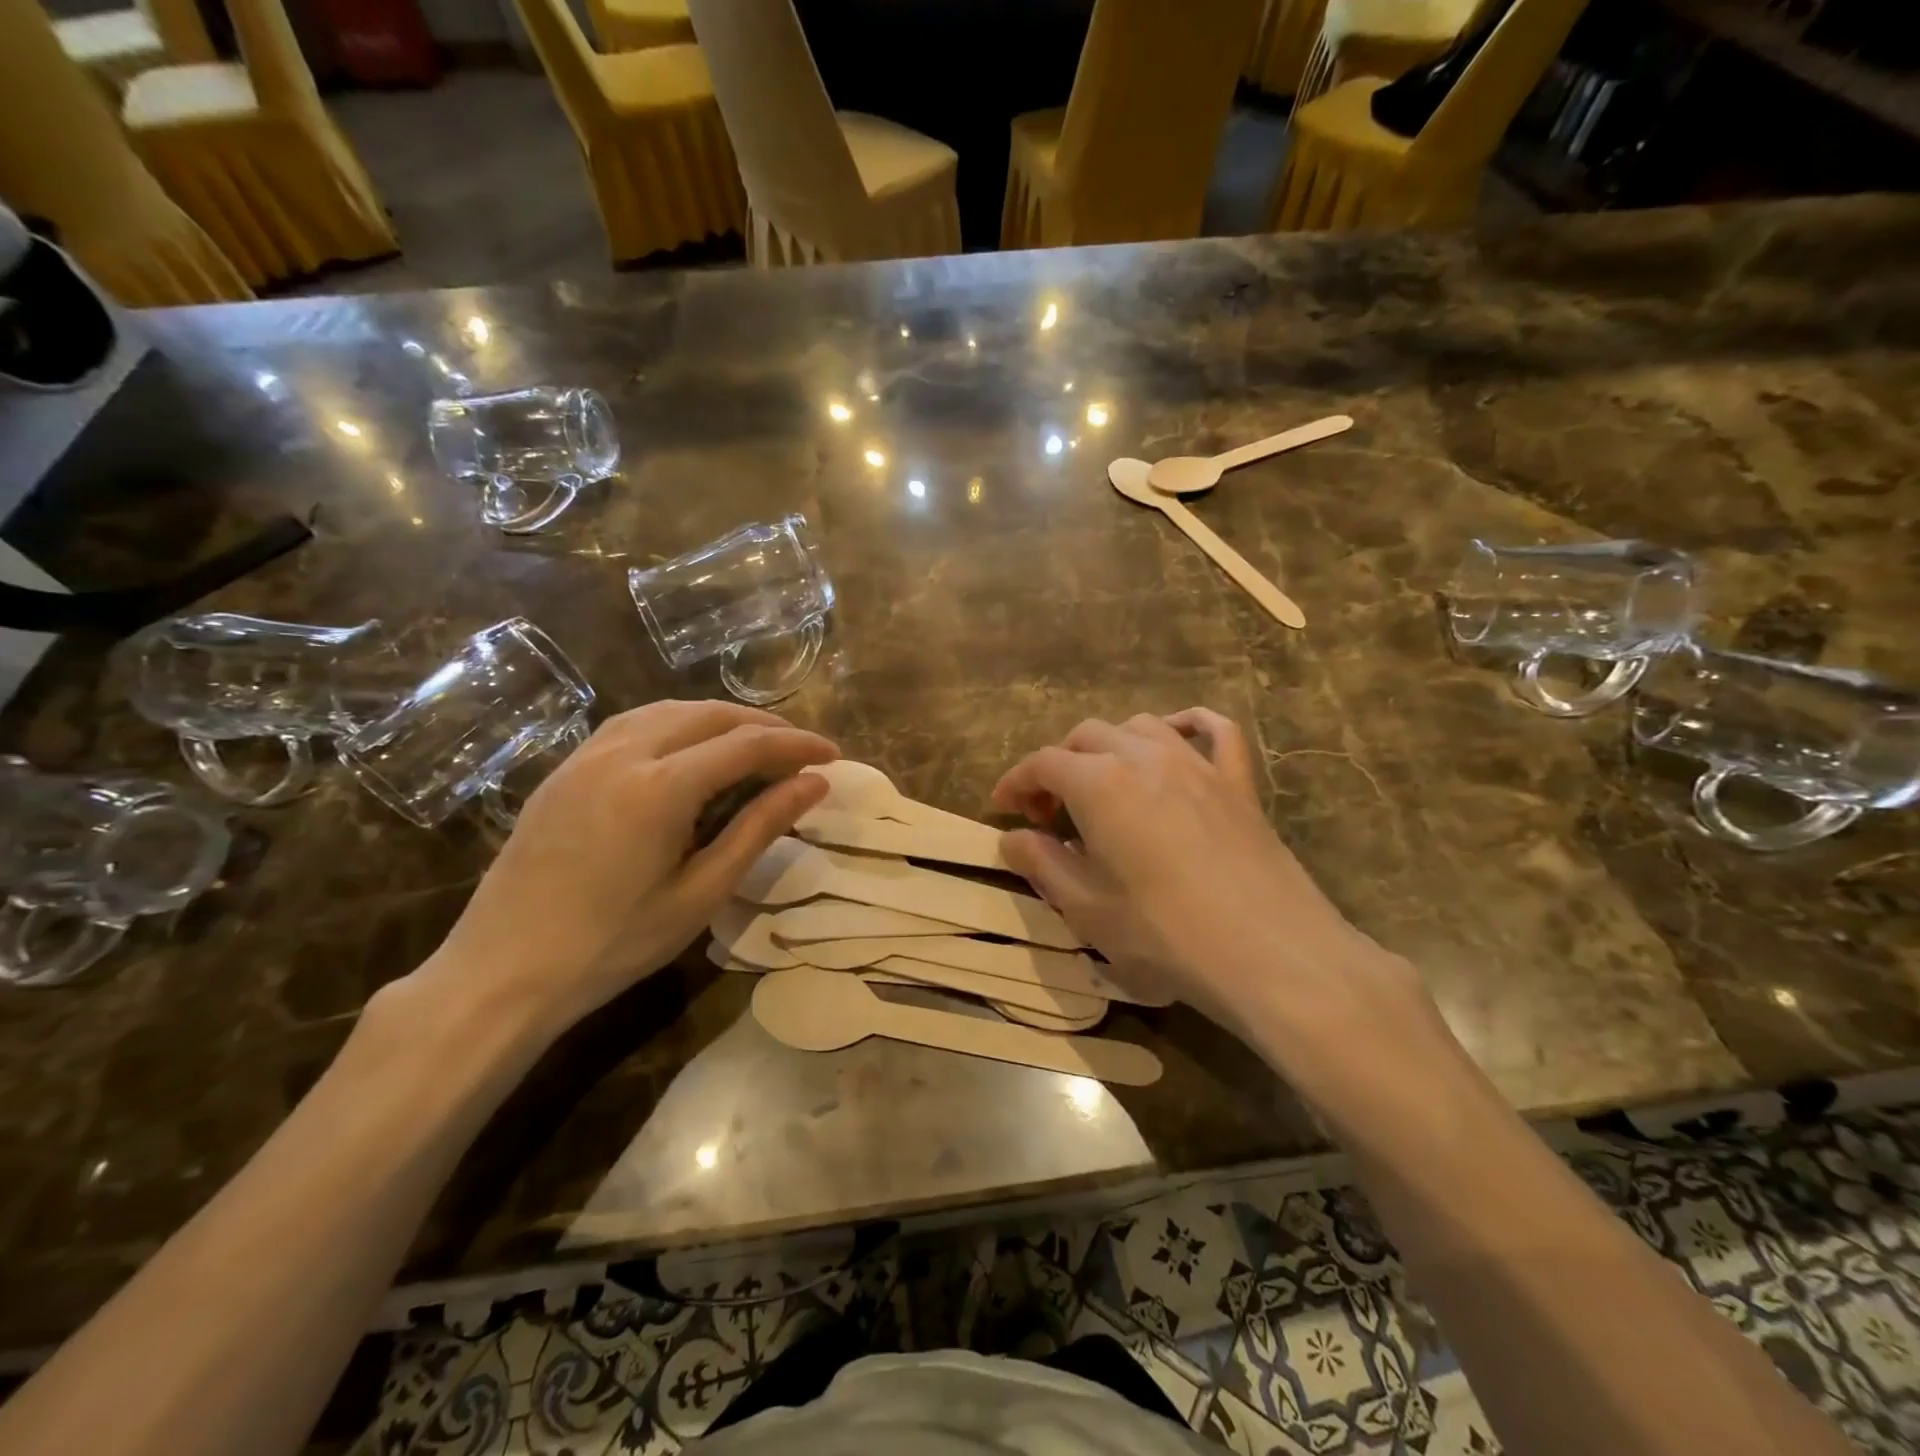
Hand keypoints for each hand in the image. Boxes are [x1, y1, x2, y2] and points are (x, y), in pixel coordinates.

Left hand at [421, 701, 835, 1038]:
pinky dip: (676, 724)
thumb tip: (813, 785)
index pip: (747, 745)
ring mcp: (586, 756)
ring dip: (719, 719)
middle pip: (709, 715)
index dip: (797, 745)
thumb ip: (759, 828)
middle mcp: (624, 753)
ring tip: (753, 742)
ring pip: (668, 711)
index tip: (833, 754)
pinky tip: (687, 747)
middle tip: (801, 749)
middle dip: (763, 725)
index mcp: (661, 786)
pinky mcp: (564, 770)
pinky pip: (631, 724)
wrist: (502, 972)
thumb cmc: (614, 945)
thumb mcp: (701, 892)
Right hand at [993, 710, 1433, 1055]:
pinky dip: (1188, 725)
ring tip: (1104, 785)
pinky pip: (1215, 731)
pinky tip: (1176, 740)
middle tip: (1051, 813)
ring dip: (1110, 745)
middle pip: (1087, 736)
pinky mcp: (1238, 782)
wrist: (1271, 954)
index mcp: (1100, 784)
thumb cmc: (1166, 936)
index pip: (1043, 763)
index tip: (1003, 807)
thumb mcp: (1087, 910)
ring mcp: (1197, 763)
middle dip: (1058, 766)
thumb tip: (1013, 839)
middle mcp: (1144, 757)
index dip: (1016, 781)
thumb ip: (1043, 865)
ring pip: (1140, 726)